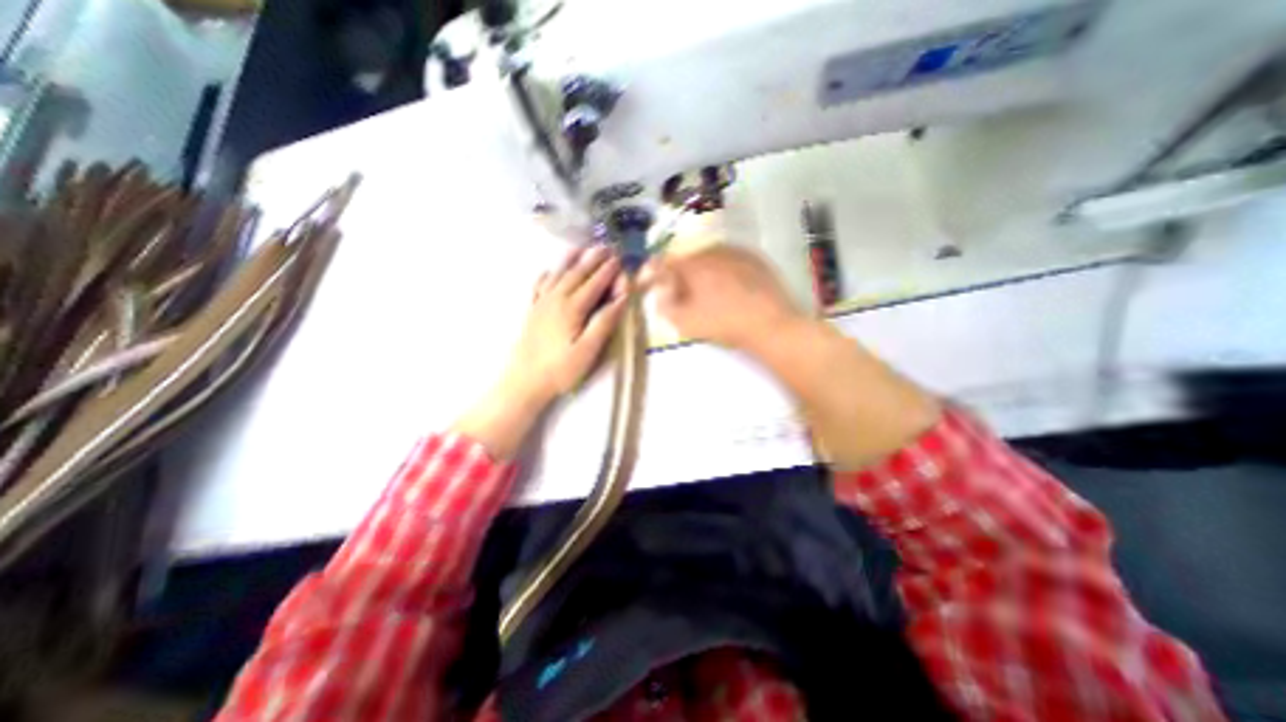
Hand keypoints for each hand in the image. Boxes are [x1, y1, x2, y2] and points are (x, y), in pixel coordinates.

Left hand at [458, 246, 628, 458]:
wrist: (524, 381)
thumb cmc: (560, 369)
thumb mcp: (588, 350)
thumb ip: (604, 322)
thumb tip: (621, 297)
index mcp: (572, 308)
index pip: (594, 283)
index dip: (608, 270)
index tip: (619, 257)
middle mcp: (556, 299)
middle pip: (577, 274)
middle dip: (593, 259)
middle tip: (605, 246)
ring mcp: (540, 304)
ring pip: (557, 274)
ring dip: (570, 260)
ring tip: (579, 248)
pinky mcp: (531, 311)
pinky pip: (538, 286)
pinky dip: (546, 274)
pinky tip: (548, 271)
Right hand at [642, 246, 801, 352]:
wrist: (771, 325)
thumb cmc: (724, 324)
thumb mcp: (686, 322)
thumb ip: (666, 307)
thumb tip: (661, 295)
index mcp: (693, 263)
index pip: (665, 262)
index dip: (655, 273)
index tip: (653, 285)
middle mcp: (714, 250)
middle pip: (688, 259)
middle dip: (681, 274)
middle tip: (681, 294)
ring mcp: (738, 252)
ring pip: (711, 258)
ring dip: (702, 272)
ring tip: (707, 293)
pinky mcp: (757, 259)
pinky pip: (731, 261)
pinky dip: (724, 272)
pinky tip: (730, 289)